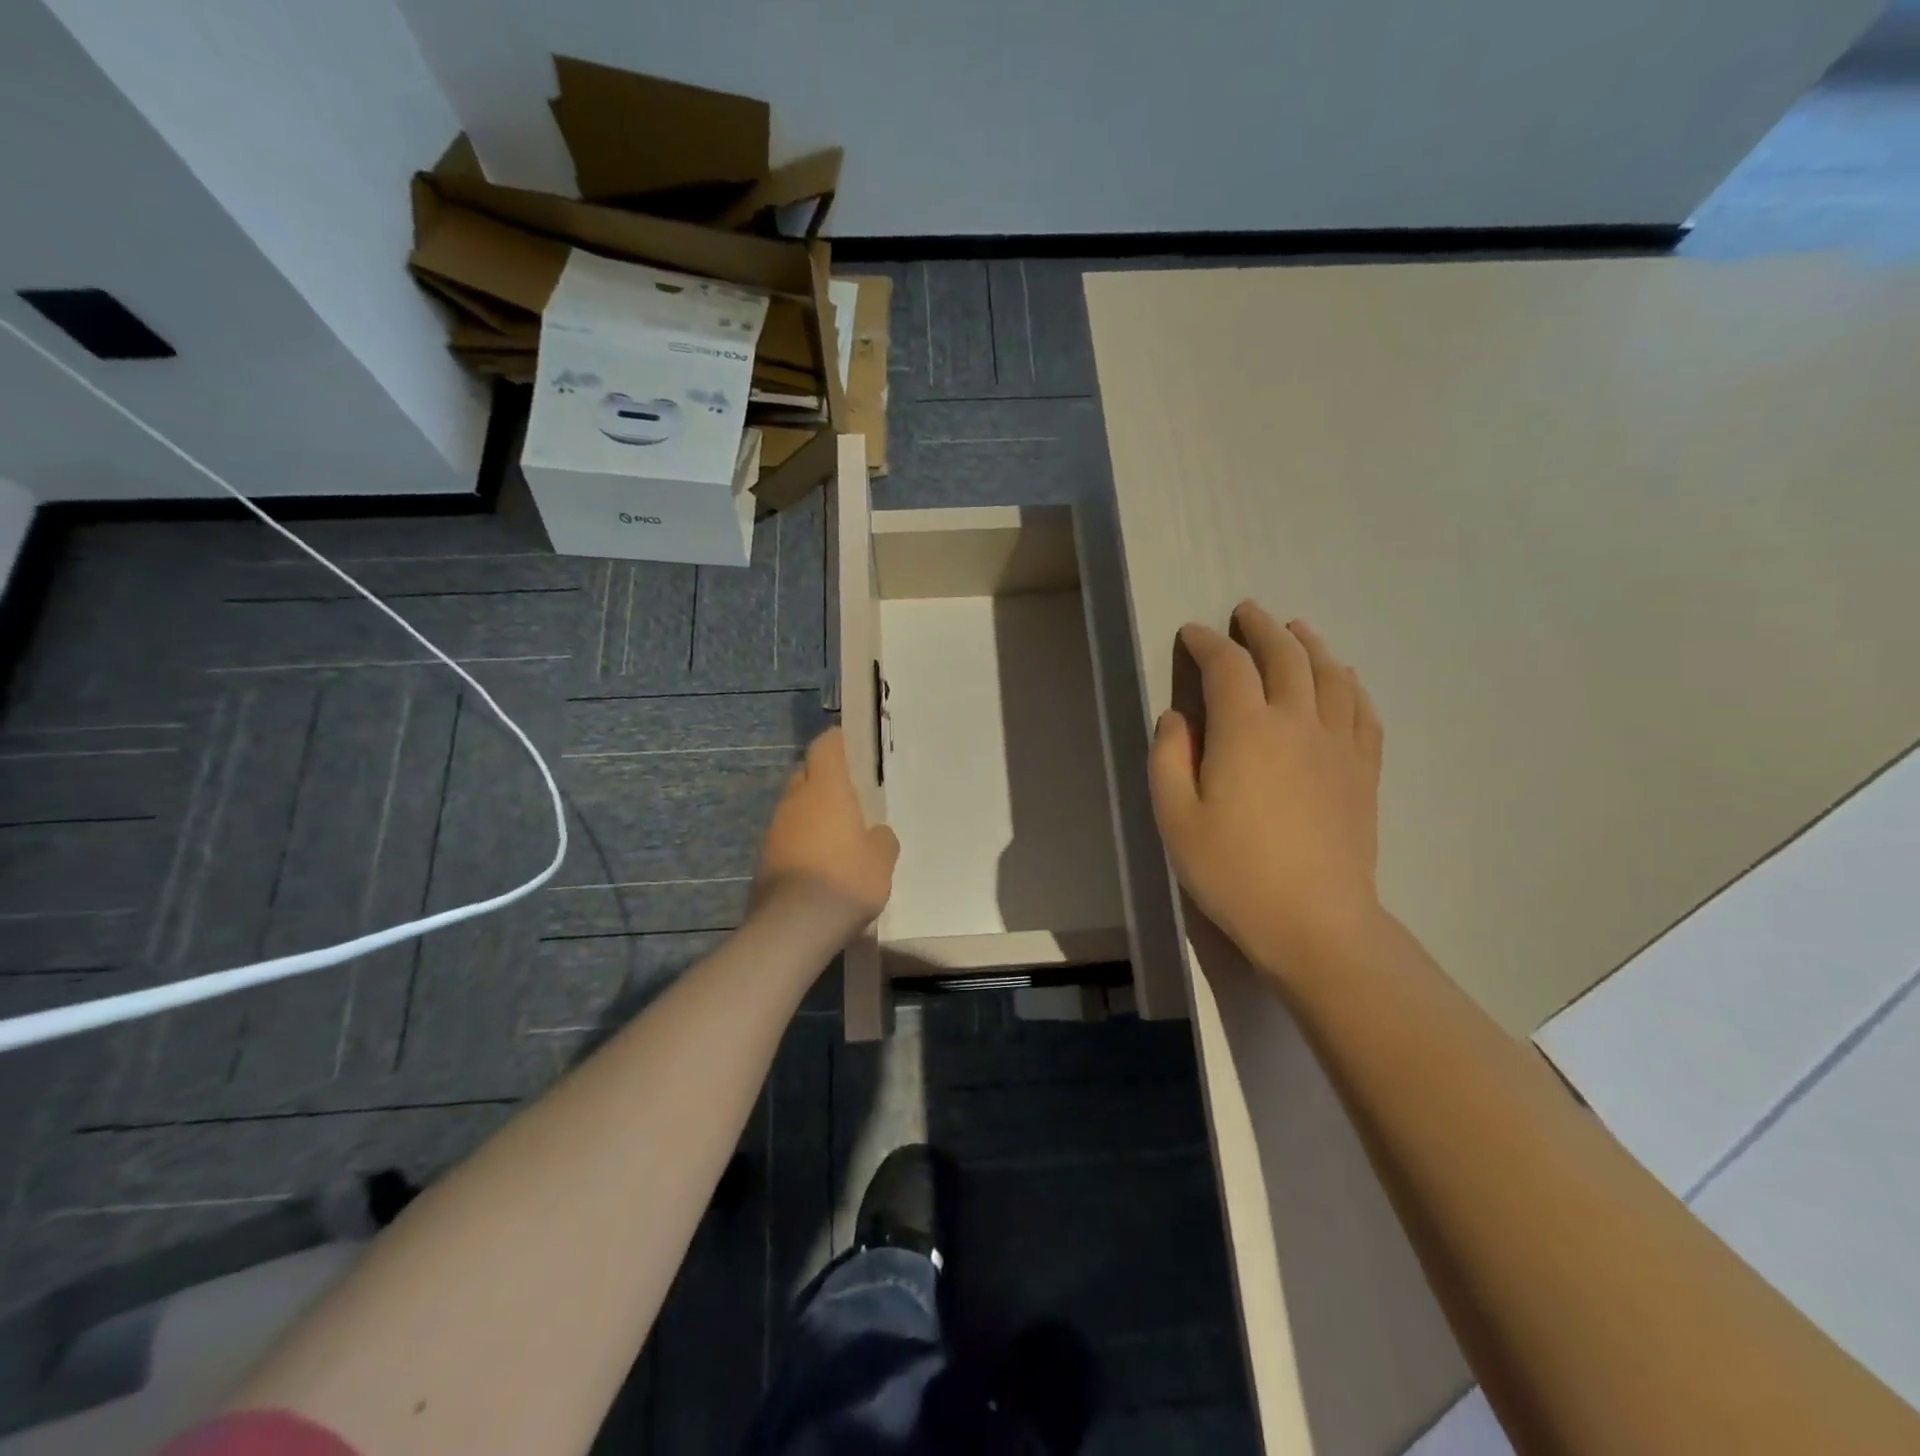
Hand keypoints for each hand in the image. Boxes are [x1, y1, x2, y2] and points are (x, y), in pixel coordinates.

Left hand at [753, 726, 898, 935]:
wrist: (794, 926)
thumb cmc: (846, 879)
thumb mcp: (882, 859)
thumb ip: (881, 839)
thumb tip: (875, 834)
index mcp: (825, 789)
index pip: (825, 747)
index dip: (837, 741)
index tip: (851, 744)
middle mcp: (795, 801)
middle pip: (805, 775)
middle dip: (823, 779)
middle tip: (848, 793)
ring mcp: (774, 830)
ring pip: (794, 808)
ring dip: (811, 813)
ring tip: (837, 833)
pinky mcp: (764, 860)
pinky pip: (787, 838)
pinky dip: (802, 842)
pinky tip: (820, 864)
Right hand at [1149, 603, 1384, 982]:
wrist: (1315, 920)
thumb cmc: (1233, 871)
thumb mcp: (1175, 817)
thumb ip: (1168, 758)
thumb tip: (1177, 717)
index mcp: (1246, 730)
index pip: (1227, 666)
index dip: (1207, 642)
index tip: (1192, 634)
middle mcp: (1297, 722)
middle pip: (1285, 656)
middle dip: (1262, 628)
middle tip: (1246, 612)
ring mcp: (1339, 744)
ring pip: (1330, 674)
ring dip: (1310, 644)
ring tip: (1297, 630)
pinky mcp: (1363, 769)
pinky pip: (1362, 710)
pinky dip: (1349, 683)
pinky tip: (1343, 679)